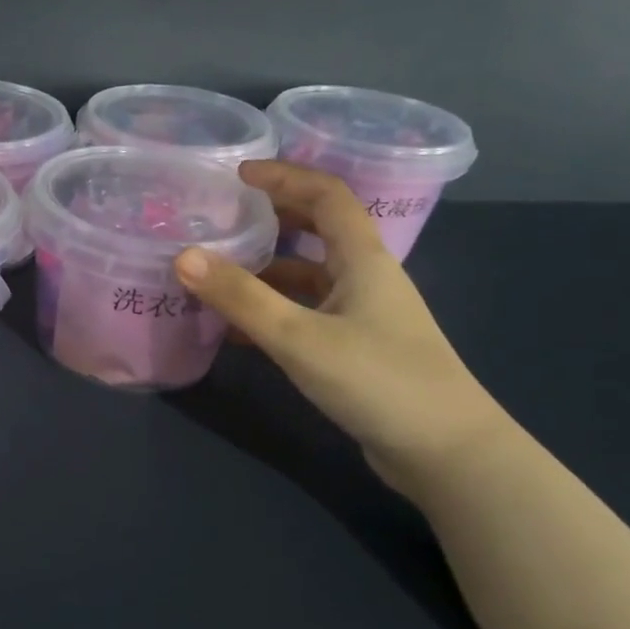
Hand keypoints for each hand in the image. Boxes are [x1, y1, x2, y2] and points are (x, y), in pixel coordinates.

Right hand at [174, 161, 510, 493]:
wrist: (446, 454)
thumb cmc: (379, 380)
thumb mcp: (299, 337)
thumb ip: (241, 297)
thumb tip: (183, 256)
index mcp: (362, 259)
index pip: (328, 195)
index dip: (285, 176)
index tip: (239, 174)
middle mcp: (365, 278)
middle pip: (318, 231)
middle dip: (272, 218)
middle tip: (223, 218)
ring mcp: (363, 316)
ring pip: (308, 277)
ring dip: (266, 270)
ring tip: (216, 274)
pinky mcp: (356, 350)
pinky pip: (305, 314)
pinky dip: (272, 312)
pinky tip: (237, 331)